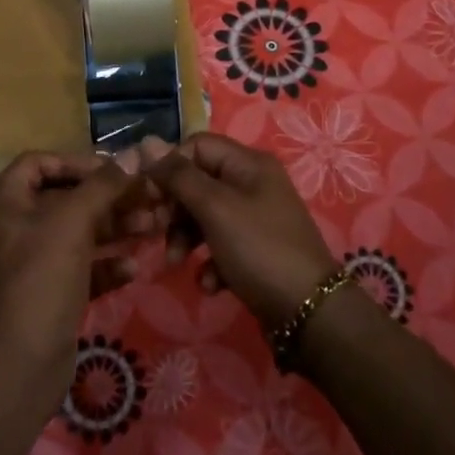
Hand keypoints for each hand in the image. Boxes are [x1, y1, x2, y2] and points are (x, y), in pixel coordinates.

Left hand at [0, 152, 163, 397]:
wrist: (24, 361)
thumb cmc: (43, 276)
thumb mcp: (74, 221)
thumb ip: (105, 184)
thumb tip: (136, 152)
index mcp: (7, 203)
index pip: (39, 163)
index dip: (76, 161)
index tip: (113, 171)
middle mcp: (15, 228)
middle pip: (66, 198)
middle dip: (109, 198)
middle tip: (148, 198)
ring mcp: (32, 263)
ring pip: (79, 233)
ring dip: (115, 228)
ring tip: (153, 227)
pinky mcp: (49, 292)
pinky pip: (81, 267)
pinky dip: (106, 264)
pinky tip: (133, 268)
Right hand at [149, 132, 340, 330]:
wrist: (308, 312)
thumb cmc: (259, 248)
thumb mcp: (215, 208)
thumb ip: (179, 176)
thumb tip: (146, 142)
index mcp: (248, 163)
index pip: (196, 146)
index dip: (169, 166)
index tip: (148, 195)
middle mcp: (253, 184)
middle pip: (198, 181)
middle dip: (174, 208)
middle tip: (156, 230)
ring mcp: (255, 218)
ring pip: (205, 216)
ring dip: (185, 238)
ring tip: (177, 262)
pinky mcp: (255, 250)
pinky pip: (220, 246)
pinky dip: (209, 262)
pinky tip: (210, 283)